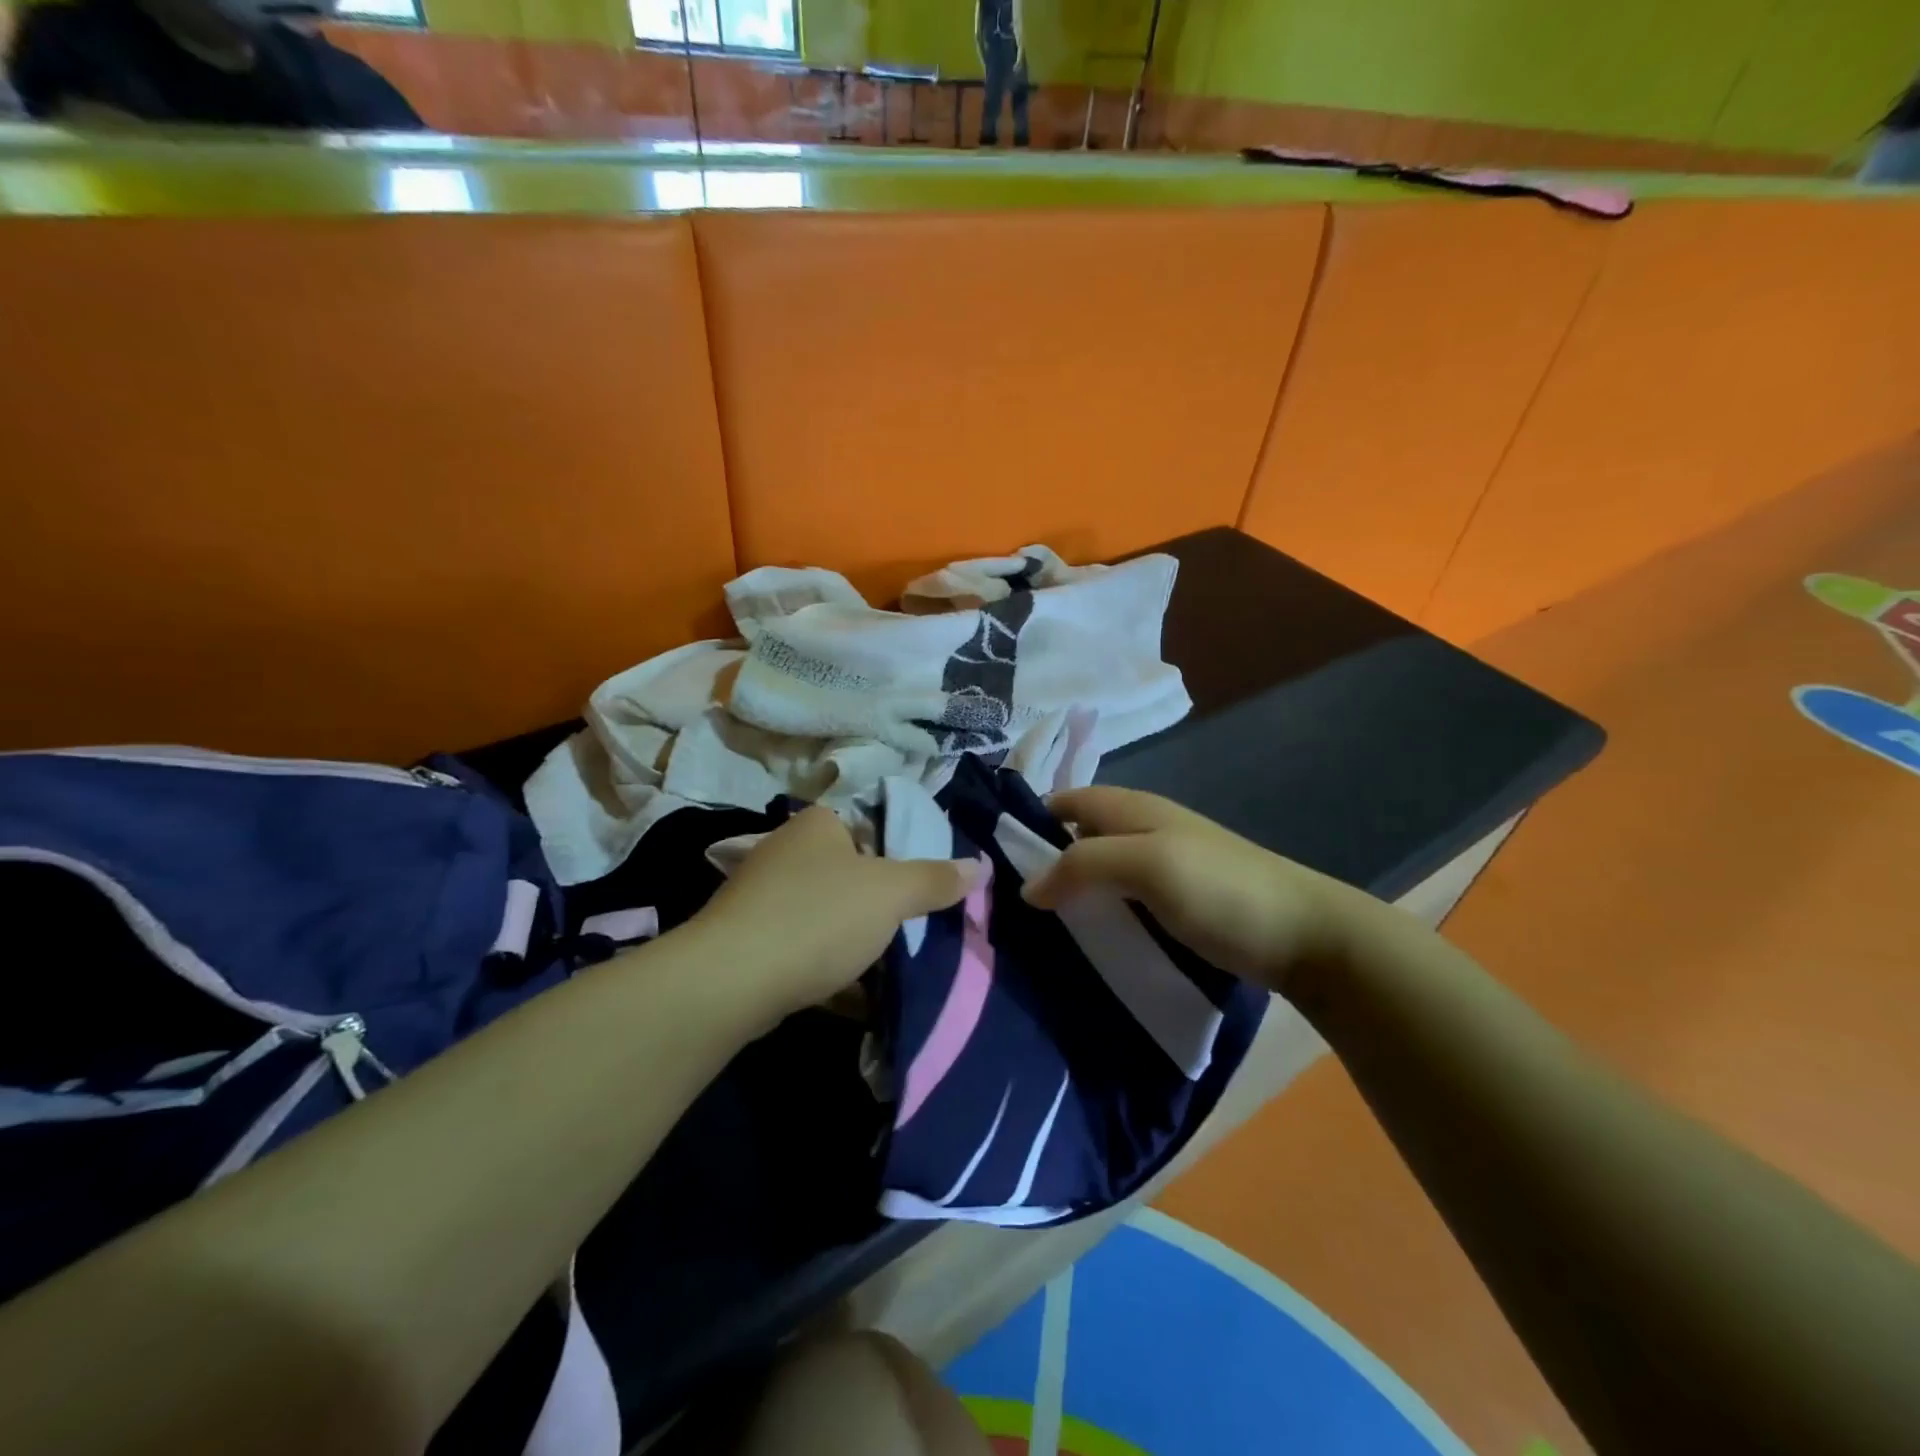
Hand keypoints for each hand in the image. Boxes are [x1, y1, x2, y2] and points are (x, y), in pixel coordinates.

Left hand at [688, 806, 980, 1020]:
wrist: (730, 982)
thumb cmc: (818, 918)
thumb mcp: (891, 894)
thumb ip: (935, 879)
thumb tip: (980, 865)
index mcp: (817, 825)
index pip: (870, 823)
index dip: (902, 852)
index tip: (927, 886)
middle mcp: (786, 852)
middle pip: (850, 872)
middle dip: (881, 903)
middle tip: (916, 927)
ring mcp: (763, 898)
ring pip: (827, 914)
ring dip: (856, 939)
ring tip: (893, 964)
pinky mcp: (750, 942)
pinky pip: (804, 949)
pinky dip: (830, 968)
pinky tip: (857, 996)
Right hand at [1023, 787, 1393, 995]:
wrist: (1305, 936)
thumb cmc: (1222, 889)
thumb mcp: (1147, 865)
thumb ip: (1084, 864)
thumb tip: (1027, 887)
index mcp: (1133, 808)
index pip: (1065, 800)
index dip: (1030, 820)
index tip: (993, 859)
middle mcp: (1143, 830)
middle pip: (1078, 836)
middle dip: (1044, 862)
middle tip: (1005, 904)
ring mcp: (1162, 868)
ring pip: (1100, 871)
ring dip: (1070, 892)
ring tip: (1034, 930)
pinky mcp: (1176, 904)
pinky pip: (1122, 901)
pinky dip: (1098, 913)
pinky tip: (1083, 942)